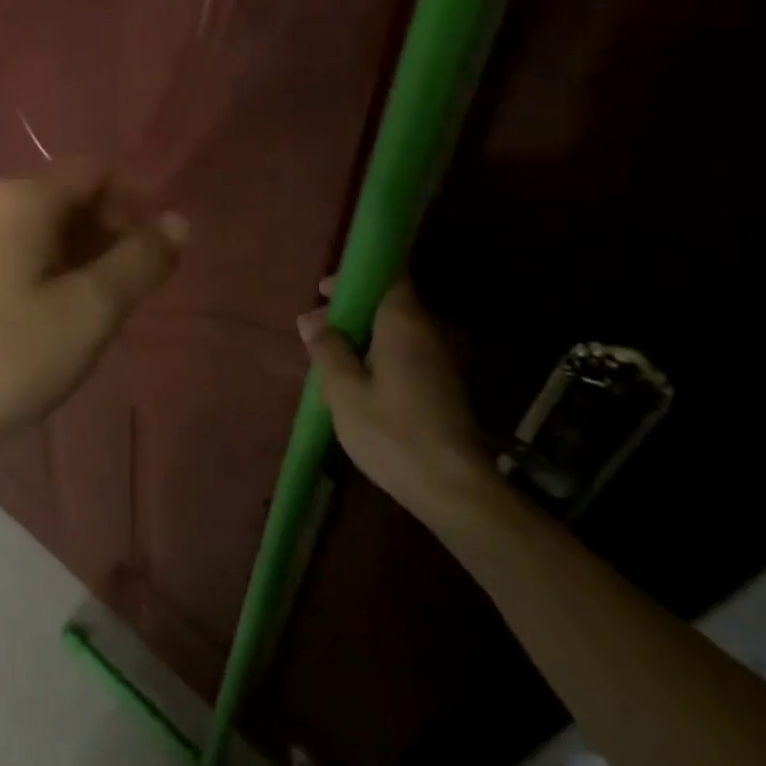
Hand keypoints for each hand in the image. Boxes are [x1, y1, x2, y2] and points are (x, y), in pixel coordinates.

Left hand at [0, 161, 186, 465]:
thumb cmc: (8, 353)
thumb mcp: (89, 309)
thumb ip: (139, 261)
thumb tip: (179, 220)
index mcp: (27, 199)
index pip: (98, 171)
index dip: (140, 197)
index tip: (168, 243)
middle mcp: (0, 206)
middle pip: (75, 197)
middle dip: (118, 230)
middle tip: (145, 284)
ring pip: (54, 231)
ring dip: (92, 256)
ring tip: (115, 306)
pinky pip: (31, 256)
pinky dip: (62, 273)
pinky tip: (71, 317)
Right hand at [297, 279, 498, 526]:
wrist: (454, 490)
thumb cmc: (392, 433)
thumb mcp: (344, 390)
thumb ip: (327, 349)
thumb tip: (311, 319)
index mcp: (403, 325)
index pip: (389, 276)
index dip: (357, 275)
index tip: (325, 290)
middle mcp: (425, 334)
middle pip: (389, 303)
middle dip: (350, 309)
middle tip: (314, 329)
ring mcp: (437, 362)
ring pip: (393, 331)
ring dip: (360, 335)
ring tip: (326, 358)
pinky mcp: (439, 387)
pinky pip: (402, 353)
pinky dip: (374, 355)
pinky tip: (351, 381)